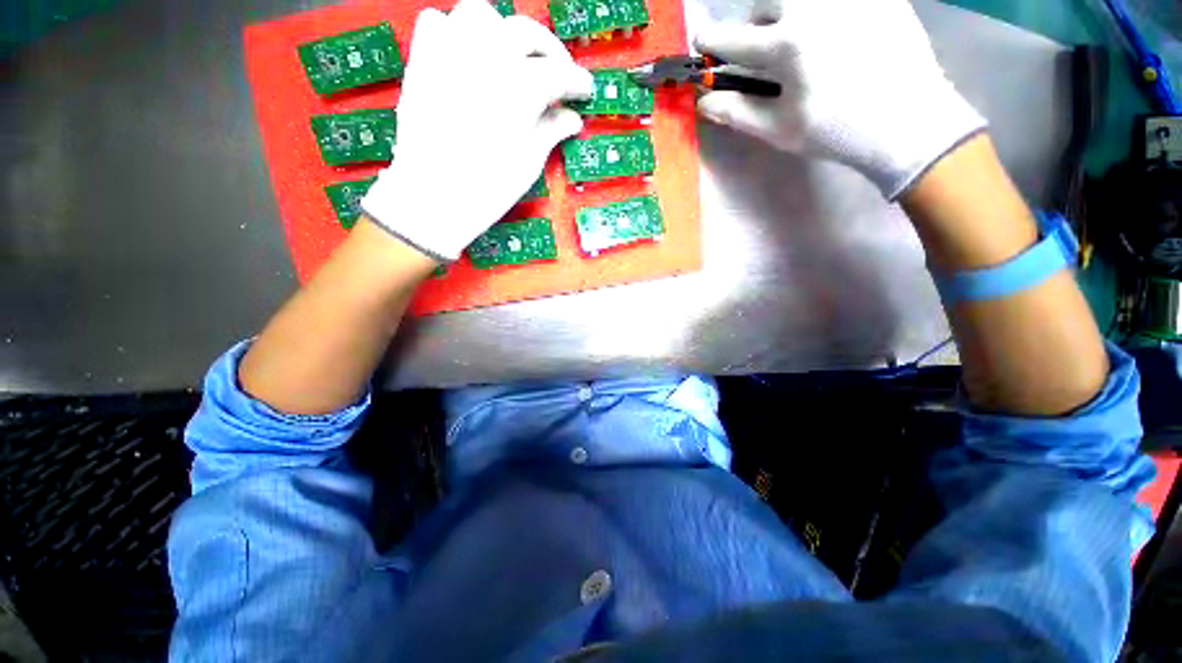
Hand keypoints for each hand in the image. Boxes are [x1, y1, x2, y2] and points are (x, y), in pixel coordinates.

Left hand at [361, 0, 592, 260]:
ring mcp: (451, 52)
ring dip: (504, 32)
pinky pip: (438, 23)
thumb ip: (552, 130)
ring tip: (512, 59)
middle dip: (550, 52)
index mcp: (522, 86)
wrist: (433, 197)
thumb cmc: (489, 187)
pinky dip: (456, 32)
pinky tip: (467, 56)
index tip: (585, 90)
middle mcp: (488, 55)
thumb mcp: (530, 161)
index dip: (577, 82)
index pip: (560, 73)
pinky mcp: (423, 60)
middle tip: (557, 75)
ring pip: (483, 15)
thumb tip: (572, 118)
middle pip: (527, 33)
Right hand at [695, 0, 986, 199]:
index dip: (711, 42)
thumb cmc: (835, 132)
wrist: (907, 121)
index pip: (733, 40)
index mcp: (786, 46)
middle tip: (763, 47)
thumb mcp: (778, 129)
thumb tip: (703, 102)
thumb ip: (737, 112)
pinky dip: (822, 14)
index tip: (701, 40)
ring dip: (786, 13)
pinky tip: (833, 35)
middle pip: (764, 3)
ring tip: (798, 37)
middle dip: (755, 24)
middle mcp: (813, 8)